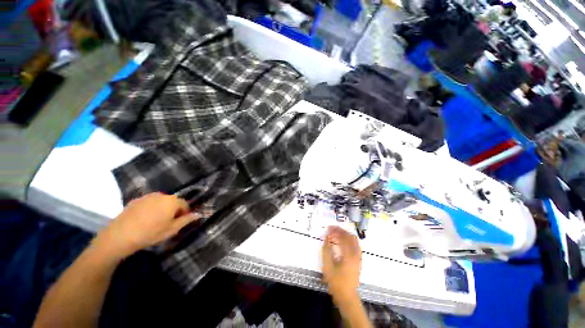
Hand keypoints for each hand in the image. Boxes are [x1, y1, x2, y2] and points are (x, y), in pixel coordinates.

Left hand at [96, 192, 197, 257]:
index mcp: (172, 201)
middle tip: (167, 223)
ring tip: (154, 221)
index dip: (184, 213)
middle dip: (173, 210)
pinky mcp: (136, 200)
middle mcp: (162, 195)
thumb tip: (198, 214)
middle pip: (173, 201)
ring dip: (162, 208)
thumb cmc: (150, 233)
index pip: (185, 204)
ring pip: (161, 201)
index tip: (179, 222)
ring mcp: (148, 196)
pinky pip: (149, 202)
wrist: (120, 235)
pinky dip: (151, 208)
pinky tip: (144, 219)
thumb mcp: (171, 230)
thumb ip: (186, 220)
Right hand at [321, 226, 361, 302]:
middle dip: (340, 231)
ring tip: (336, 234)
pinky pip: (355, 245)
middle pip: (349, 236)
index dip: (335, 230)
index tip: (328, 228)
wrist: (347, 296)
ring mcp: (359, 257)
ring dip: (345, 235)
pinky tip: (343, 242)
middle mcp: (356, 254)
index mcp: (348, 255)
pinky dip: (349, 240)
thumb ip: (326, 250)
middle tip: (332, 229)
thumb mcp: (328, 266)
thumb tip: (326, 237)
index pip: (343, 237)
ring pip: (354, 240)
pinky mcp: (359, 260)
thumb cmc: (336, 282)